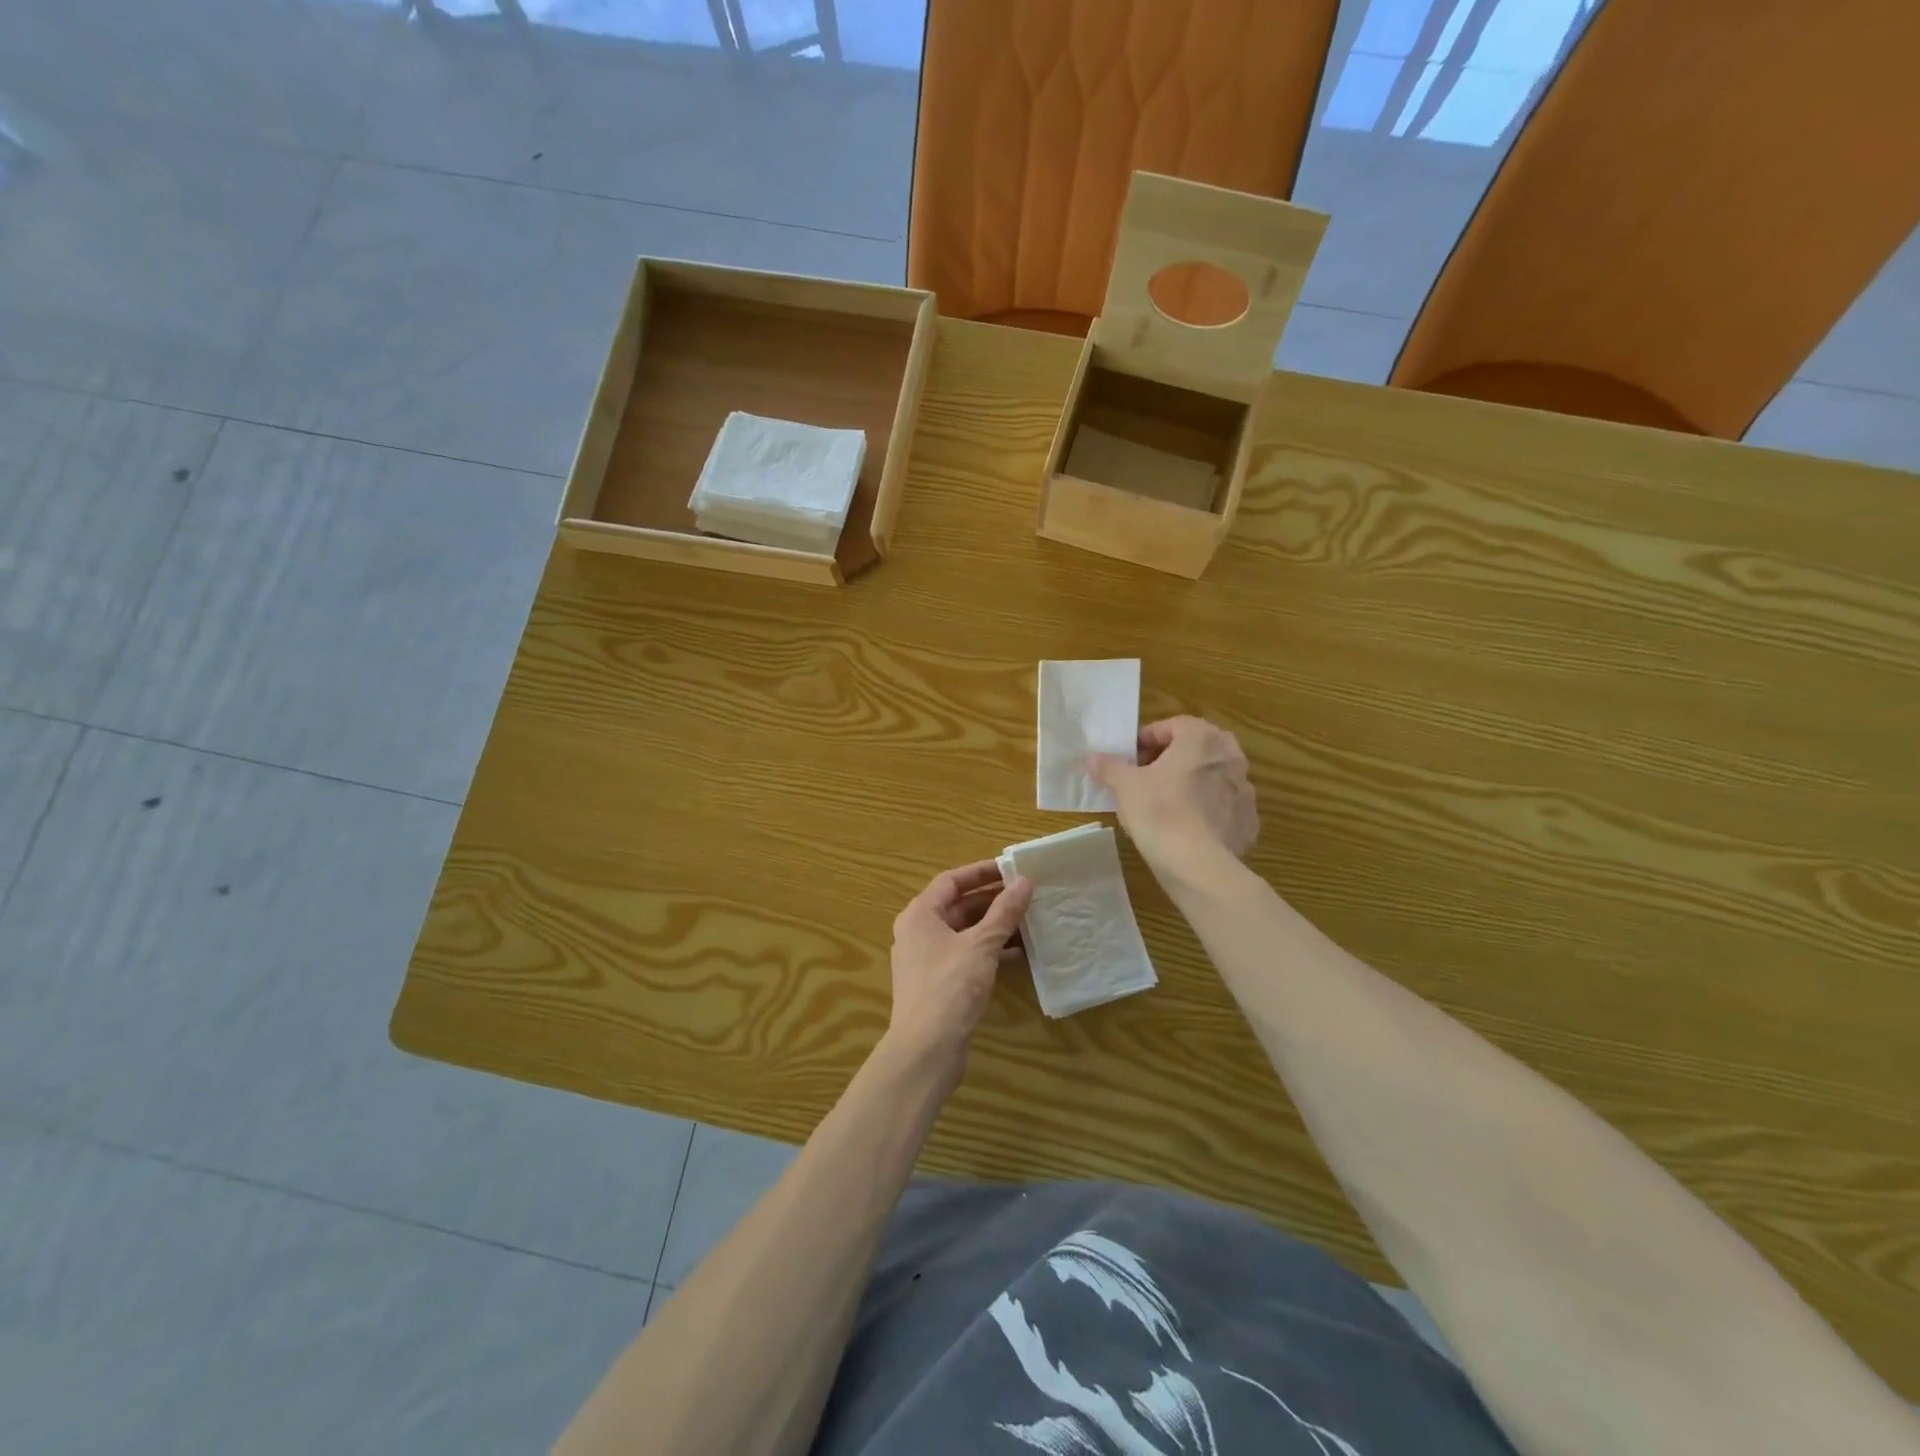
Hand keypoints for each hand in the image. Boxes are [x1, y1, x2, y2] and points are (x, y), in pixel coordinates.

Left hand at [886, 861, 1031, 1077]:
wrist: (926, 1051)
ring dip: (995, 928)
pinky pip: (967, 957)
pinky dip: (991, 952)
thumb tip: (1024, 882)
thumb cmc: (949, 987)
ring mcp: (927, 961)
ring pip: (966, 934)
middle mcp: (919, 933)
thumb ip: (1004, 912)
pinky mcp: (939, 985)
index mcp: (920, 915)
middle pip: (959, 907)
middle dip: (993, 901)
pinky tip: (1020, 955)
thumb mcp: (981, 945)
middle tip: (1027, 896)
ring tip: (1031, 922)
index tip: (1011, 869)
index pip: (951, 881)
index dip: (981, 872)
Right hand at [1089, 716, 1258, 873]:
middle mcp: (1230, 757)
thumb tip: (1094, 758)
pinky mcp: (1248, 821)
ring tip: (1163, 804)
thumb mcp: (1125, 786)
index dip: (1146, 739)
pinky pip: (1222, 807)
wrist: (1199, 866)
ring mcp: (1245, 790)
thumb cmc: (1160, 813)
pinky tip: (1185, 828)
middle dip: (1171, 759)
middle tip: (1145, 776)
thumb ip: (1109, 766)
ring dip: (1190, 783)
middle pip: (1196, 749)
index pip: (1173, 725)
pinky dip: (1206, 811)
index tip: (1129, 757)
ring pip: (1211, 777)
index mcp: (1202, 738)